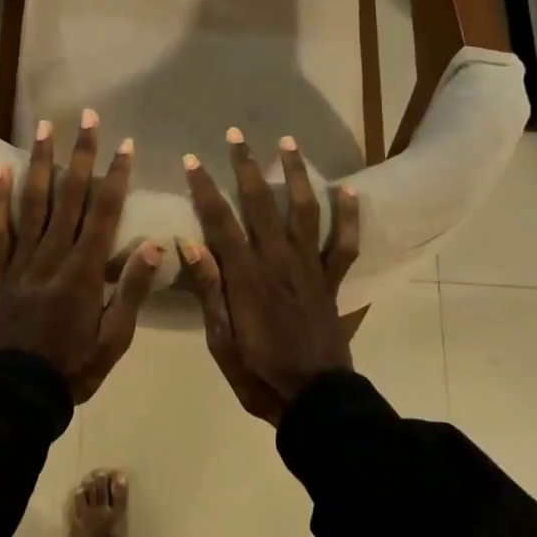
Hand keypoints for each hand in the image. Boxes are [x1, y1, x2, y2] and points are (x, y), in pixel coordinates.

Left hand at [0, 110, 163, 403]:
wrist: (20, 393)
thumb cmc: (76, 366)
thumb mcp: (115, 337)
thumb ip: (132, 288)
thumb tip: (157, 245)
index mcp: (84, 271)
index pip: (104, 212)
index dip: (116, 176)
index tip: (126, 144)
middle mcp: (53, 255)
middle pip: (69, 196)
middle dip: (81, 154)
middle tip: (87, 117)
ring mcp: (23, 260)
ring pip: (33, 202)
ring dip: (40, 162)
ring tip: (45, 127)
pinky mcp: (3, 269)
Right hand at [178, 131, 366, 423]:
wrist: (315, 402)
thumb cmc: (259, 373)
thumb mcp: (221, 339)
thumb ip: (209, 288)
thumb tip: (187, 241)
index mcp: (246, 275)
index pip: (220, 221)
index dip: (204, 188)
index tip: (192, 160)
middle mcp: (278, 259)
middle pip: (260, 203)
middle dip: (246, 166)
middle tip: (235, 134)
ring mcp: (310, 267)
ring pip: (303, 210)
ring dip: (295, 174)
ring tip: (288, 142)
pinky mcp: (333, 280)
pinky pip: (345, 243)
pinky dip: (349, 216)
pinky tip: (348, 190)